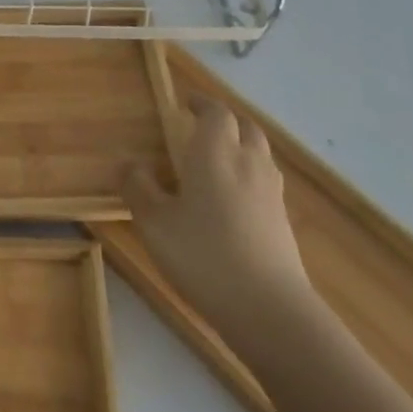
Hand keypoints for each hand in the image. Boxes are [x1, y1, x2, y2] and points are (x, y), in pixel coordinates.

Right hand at [121, 96, 314, 338]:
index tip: (184, 102)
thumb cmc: (203, 255)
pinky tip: (231, 197)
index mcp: (215, 154)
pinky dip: (249, 173)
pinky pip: (265, 180)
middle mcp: (248, 164)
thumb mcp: (154, 222)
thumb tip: (130, 163)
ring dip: (240, 145)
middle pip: (245, 127)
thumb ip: (138, 187)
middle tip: (201, 124)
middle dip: (225, 120)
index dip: (201, 103)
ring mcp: (271, 193)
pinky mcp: (282, 220)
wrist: (269, 309)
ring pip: (259, 153)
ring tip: (216, 157)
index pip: (216, 113)